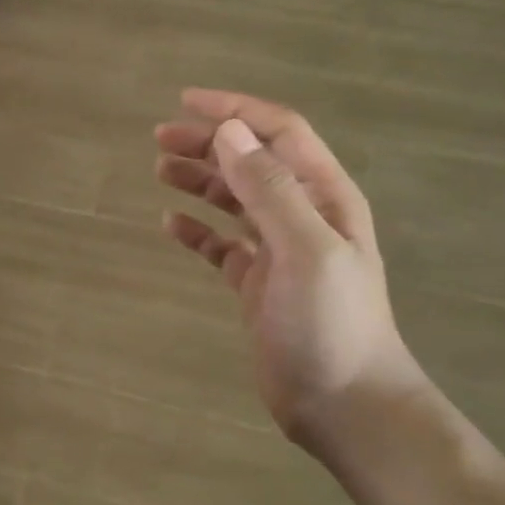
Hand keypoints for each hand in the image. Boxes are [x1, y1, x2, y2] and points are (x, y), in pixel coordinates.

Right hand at [156, 90, 430, 461]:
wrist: (344, 404)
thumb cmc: (330, 323)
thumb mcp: (305, 249)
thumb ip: (269, 190)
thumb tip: (230, 132)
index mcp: (323, 197)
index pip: (279, 134)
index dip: (236, 110)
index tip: (186, 101)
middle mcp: (302, 216)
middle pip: (252, 162)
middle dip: (209, 143)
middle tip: (160, 139)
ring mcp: (279, 252)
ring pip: (235, 201)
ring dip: (200, 181)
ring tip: (160, 170)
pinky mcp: (258, 285)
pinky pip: (222, 246)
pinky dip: (197, 232)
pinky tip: (171, 226)